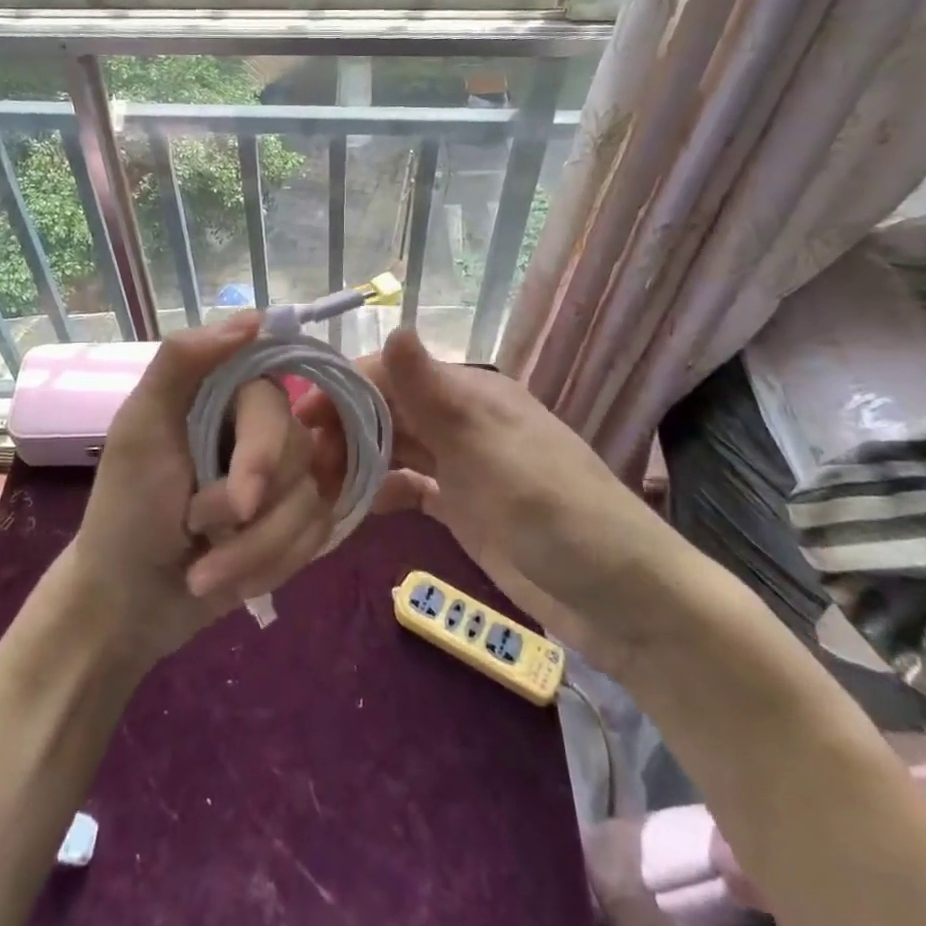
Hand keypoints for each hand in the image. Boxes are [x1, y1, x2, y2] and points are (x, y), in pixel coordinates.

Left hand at [62, 313, 337, 662]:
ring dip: (255, 551)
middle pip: (300, 455)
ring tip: (203, 572)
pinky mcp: (294, 523)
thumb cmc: (126, 510)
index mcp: (224, 395)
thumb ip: (183, 361)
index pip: (275, 404)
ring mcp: (283, 478)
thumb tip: (254, 318)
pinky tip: (230, 581)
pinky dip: (270, 568)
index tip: (242, 500)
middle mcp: (260, 428)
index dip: (263, 454)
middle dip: (248, 513)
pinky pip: (315, 538)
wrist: (128, 602)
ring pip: (311, 504)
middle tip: (197, 529)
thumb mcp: (140, 429)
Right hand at [302, 329, 704, 677]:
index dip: (345, 388)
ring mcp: (461, 466)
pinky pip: (408, 487)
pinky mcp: (461, 506)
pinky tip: (353, 509)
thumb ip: (436, 395)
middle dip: (343, 428)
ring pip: (394, 447)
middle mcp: (461, 422)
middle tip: (303, 466)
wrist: (624, 600)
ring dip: (356, 460)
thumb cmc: (558, 514)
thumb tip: (394, 325)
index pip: (392, 373)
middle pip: (387, 409)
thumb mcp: (492, 451)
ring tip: (316, 488)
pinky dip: (380, 492)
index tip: (301, 419)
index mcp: (470, 396)